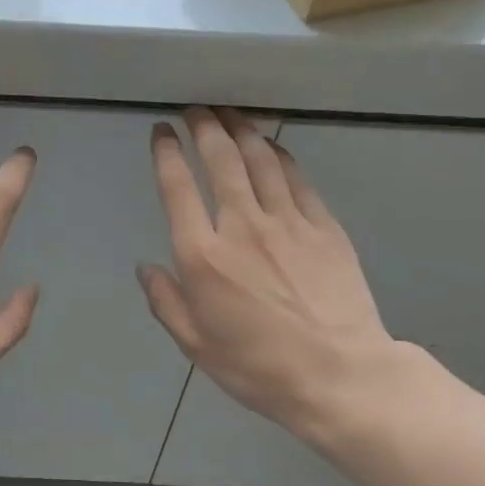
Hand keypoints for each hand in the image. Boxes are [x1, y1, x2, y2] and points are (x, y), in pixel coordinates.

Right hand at [138, 107, 405, 444]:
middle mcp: (242, 226)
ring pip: (261, 159)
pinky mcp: (324, 227)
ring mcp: (288, 222)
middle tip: (195, 111)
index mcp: (203, 257)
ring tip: (229, 114)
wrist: (338, 374)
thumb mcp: (196, 345)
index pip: (178, 189)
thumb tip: (146, 268)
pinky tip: (272, 147)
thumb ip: (166, 302)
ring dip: (242, 130)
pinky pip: (298, 179)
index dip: (166, 153)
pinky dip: (280, 156)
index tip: (161, 133)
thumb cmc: (258, 367)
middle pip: (221, 160)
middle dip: (204, 127)